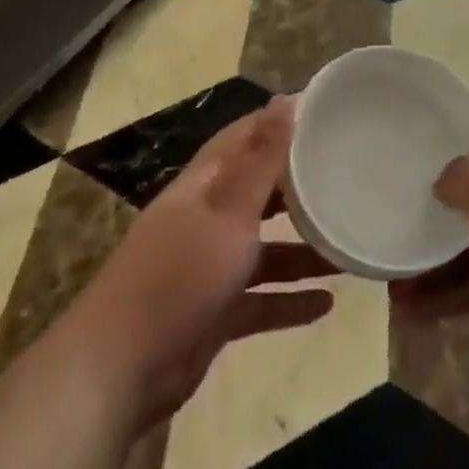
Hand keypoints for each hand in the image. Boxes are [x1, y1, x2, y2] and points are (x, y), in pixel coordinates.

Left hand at [68, 95, 338, 424]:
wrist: (120, 369)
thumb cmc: (180, 274)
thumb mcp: (228, 210)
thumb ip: (261, 159)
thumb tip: (285, 99)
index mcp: (205, 184)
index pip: (246, 138)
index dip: (280, 123)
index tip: (325, 114)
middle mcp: (207, 218)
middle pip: (258, 192)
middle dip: (298, 185)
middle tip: (347, 175)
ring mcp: (209, 268)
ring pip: (265, 249)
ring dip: (303, 249)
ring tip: (348, 245)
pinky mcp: (214, 313)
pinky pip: (261, 299)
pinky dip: (290, 300)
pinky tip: (328, 304)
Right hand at [390, 124, 468, 395]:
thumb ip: (463, 174)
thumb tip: (442, 183)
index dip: (453, 132)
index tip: (413, 137)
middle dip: (432, 202)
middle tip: (390, 203)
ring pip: (465, 245)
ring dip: (428, 258)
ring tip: (388, 271)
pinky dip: (440, 296)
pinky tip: (406, 308)